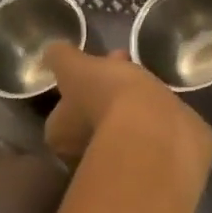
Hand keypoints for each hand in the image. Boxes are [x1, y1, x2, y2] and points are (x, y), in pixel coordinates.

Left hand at [43, 44, 211, 174]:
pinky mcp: (147, 160)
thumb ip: (61, 58)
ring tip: (144, 74)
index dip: (76, 83)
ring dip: (127, 101)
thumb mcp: (74, 68)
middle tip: (120, 64)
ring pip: (118, 124)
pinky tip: (160, 97)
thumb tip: (52, 51)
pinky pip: (143, 132)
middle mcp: (83, 155)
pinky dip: (149, 114)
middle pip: (90, 116)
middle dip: (103, 90)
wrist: (156, 131)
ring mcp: (117, 161)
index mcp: (59, 136)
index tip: (93, 64)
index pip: (61, 111)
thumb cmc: (105, 98)